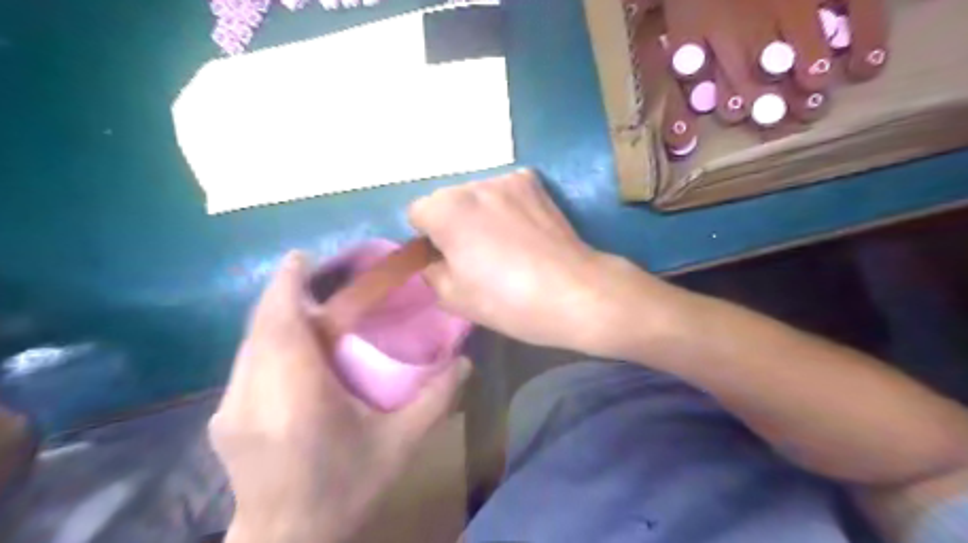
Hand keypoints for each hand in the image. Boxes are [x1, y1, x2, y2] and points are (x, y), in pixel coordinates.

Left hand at [209, 254, 471, 541]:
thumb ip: (435, 400)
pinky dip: (267, 341)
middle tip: (315, 276)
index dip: (286, 285)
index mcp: (297, 398)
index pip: (280, 325)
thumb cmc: (345, 490)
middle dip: (283, 294)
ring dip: (275, 317)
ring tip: (307, 307)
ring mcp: (231, 408)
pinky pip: (245, 363)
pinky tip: (292, 349)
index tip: (301, 257)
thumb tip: (466, 362)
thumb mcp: (399, 446)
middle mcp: (253, 395)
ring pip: (249, 343)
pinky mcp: (223, 419)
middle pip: (261, 327)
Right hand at [407, 168, 679, 355]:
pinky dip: (506, 206)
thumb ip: (430, 270)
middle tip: (475, 257)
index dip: (428, 241)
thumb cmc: (508, 300)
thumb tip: (432, 258)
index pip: (416, 215)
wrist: (574, 292)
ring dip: (479, 214)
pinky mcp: (534, 183)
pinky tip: (523, 230)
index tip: (447, 261)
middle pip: (447, 201)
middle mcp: (473, 184)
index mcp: (446, 209)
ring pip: (477, 196)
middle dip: (452, 224)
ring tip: (504, 244)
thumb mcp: (453, 297)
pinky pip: (505, 191)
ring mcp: (507, 179)